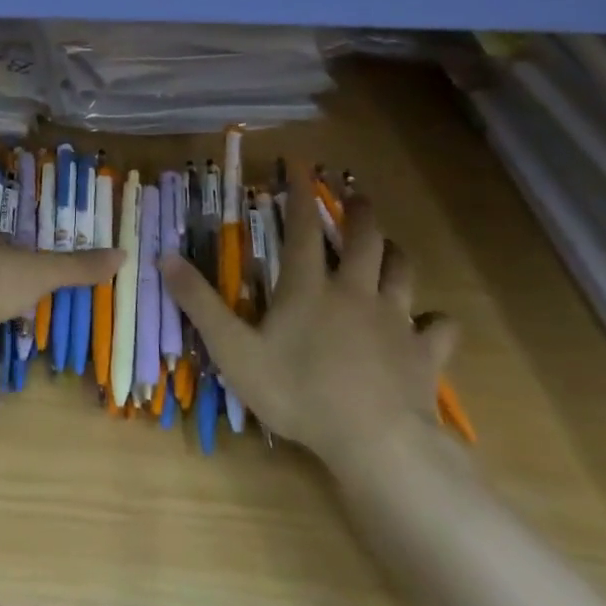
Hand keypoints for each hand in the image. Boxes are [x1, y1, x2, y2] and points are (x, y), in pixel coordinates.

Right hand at [160, 175, 456, 472]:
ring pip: (404, 271)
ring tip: (390, 247)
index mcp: (309, 286)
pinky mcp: (424, 353)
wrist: (374, 441)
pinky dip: (435, 321)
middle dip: (361, 211)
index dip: (301, 194)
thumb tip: (165, 257)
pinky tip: (431, 324)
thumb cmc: (297, 392)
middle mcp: (355, 291)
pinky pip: (439, 327)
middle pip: (366, 238)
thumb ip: (200, 303)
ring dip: (396, 254)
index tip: (302, 165)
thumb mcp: (233, 350)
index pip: (305, 228)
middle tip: (357, 196)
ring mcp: (395, 320)